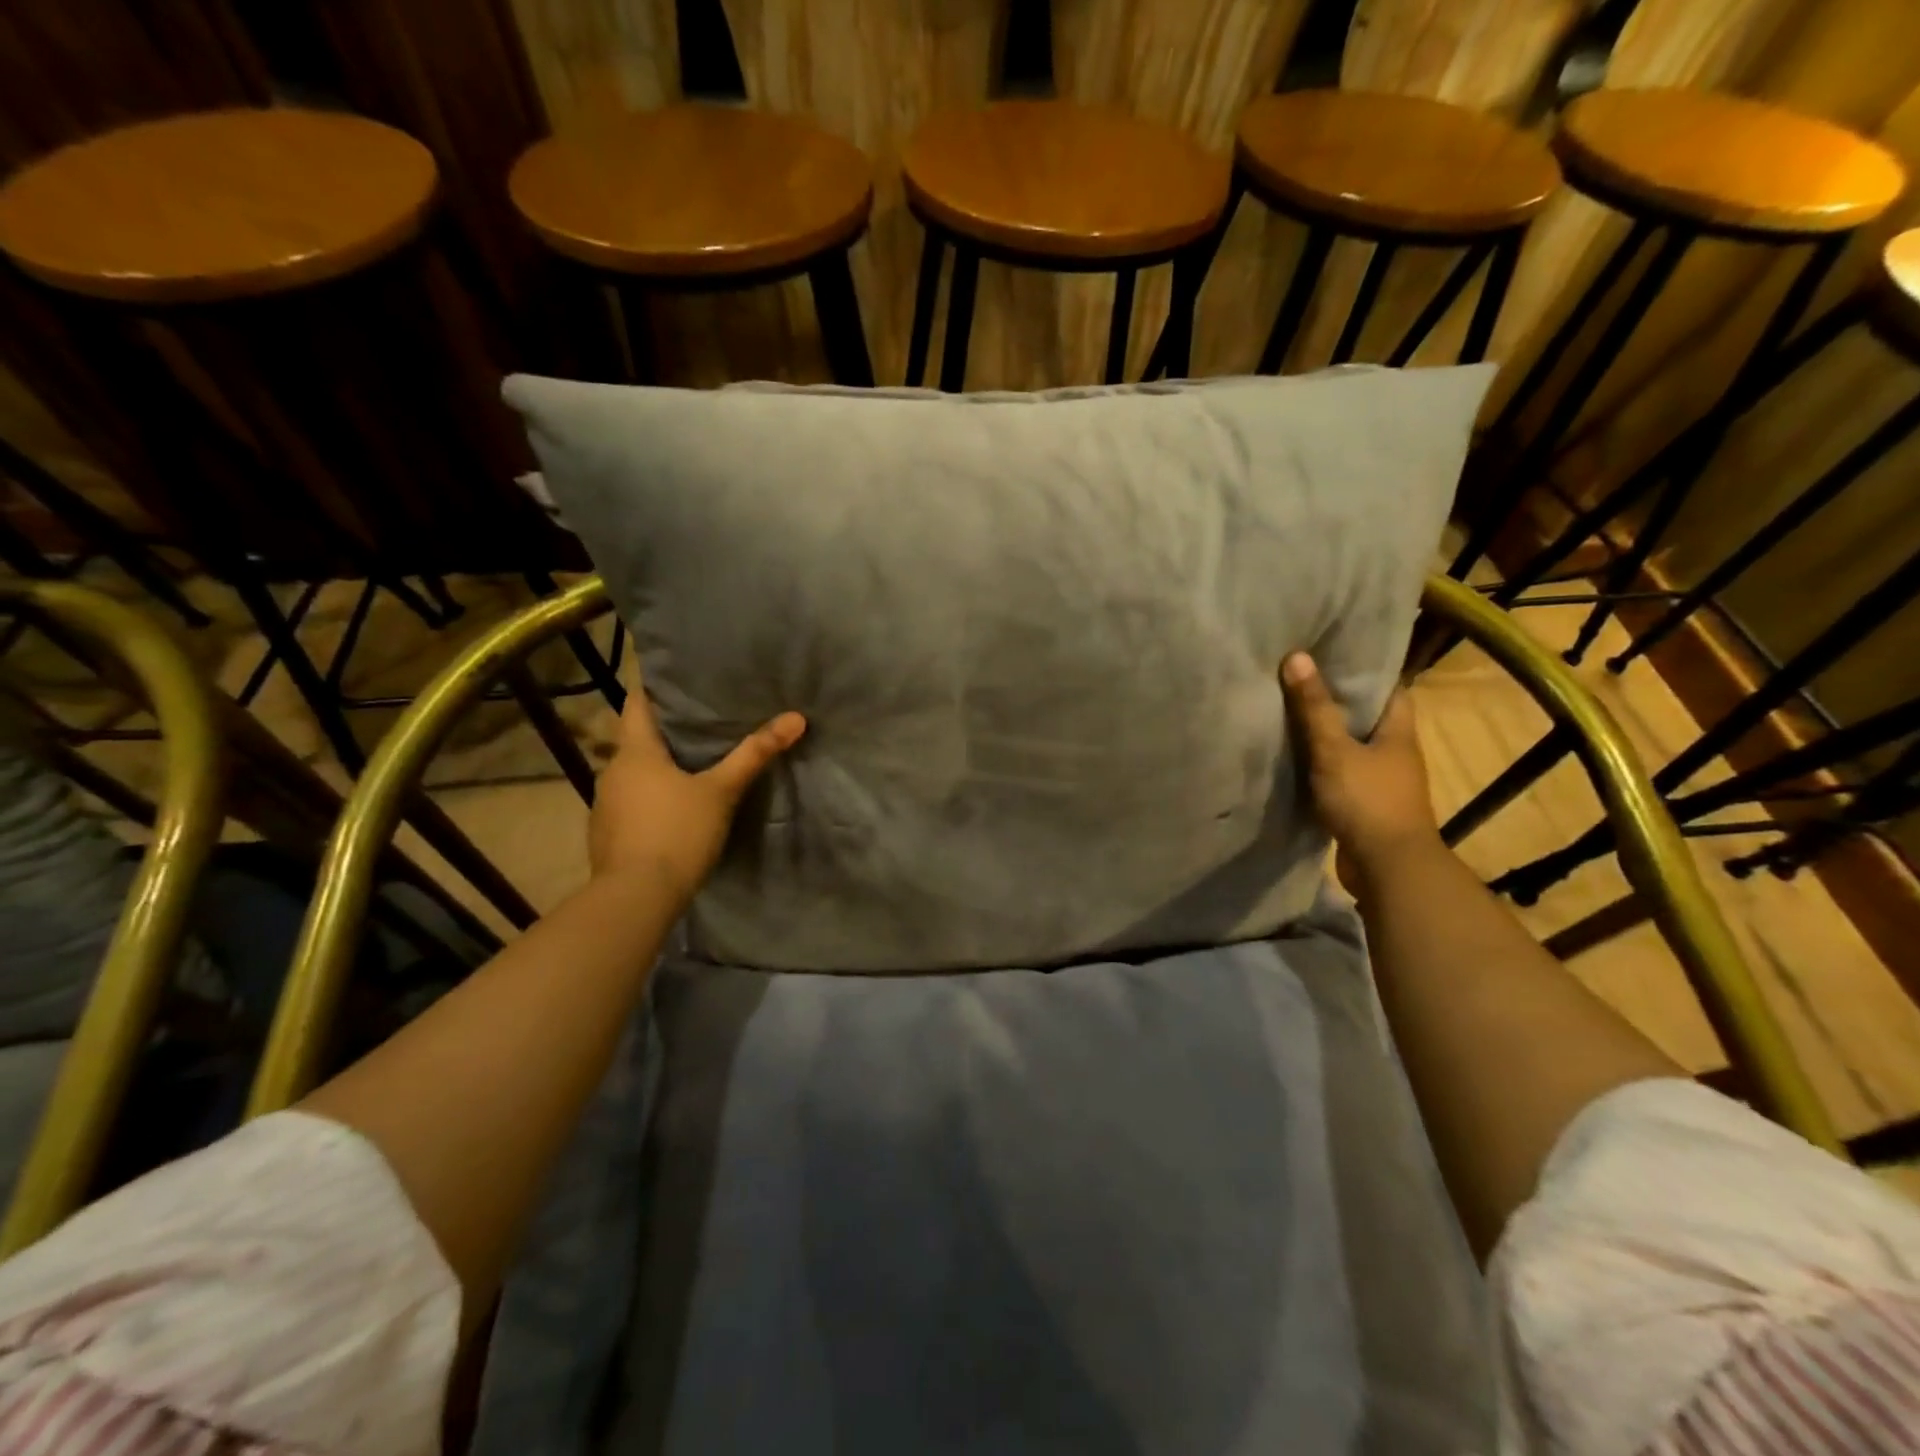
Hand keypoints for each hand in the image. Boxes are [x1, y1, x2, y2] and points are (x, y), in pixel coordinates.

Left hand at [588, 690, 805, 902]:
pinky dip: (651, 797)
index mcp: (635, 752)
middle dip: (667, 730)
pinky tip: (674, 809)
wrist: (636, 898)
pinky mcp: (607, 834)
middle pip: (638, 739)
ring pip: (635, 773)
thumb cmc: (678, 833)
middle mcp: (612, 771)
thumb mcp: (722, 791)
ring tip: (694, 764)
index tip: (679, 678)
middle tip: (703, 722)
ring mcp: (605, 805)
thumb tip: (796, 717)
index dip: (655, 687)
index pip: (637, 702)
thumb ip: (755, 754)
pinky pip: (631, 802)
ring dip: (659, 768)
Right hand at [1281, 653, 1437, 881]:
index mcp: (1399, 732)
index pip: (1389, 688)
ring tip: (1288, 713)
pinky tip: (1293, 759)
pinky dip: (1321, 765)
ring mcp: (1381, 781)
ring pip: (1351, 747)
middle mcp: (1395, 753)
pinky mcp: (1364, 805)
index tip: (1331, 653)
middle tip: (1299, 678)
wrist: (1387, 868)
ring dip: (1327, 734)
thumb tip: (1297, 657)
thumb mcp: (1334, 750)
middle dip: (1337, 700)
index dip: (1364, 670)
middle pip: (1367, 717)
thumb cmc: (1368, 801)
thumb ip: (1314, 708)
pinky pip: (1340, 774)